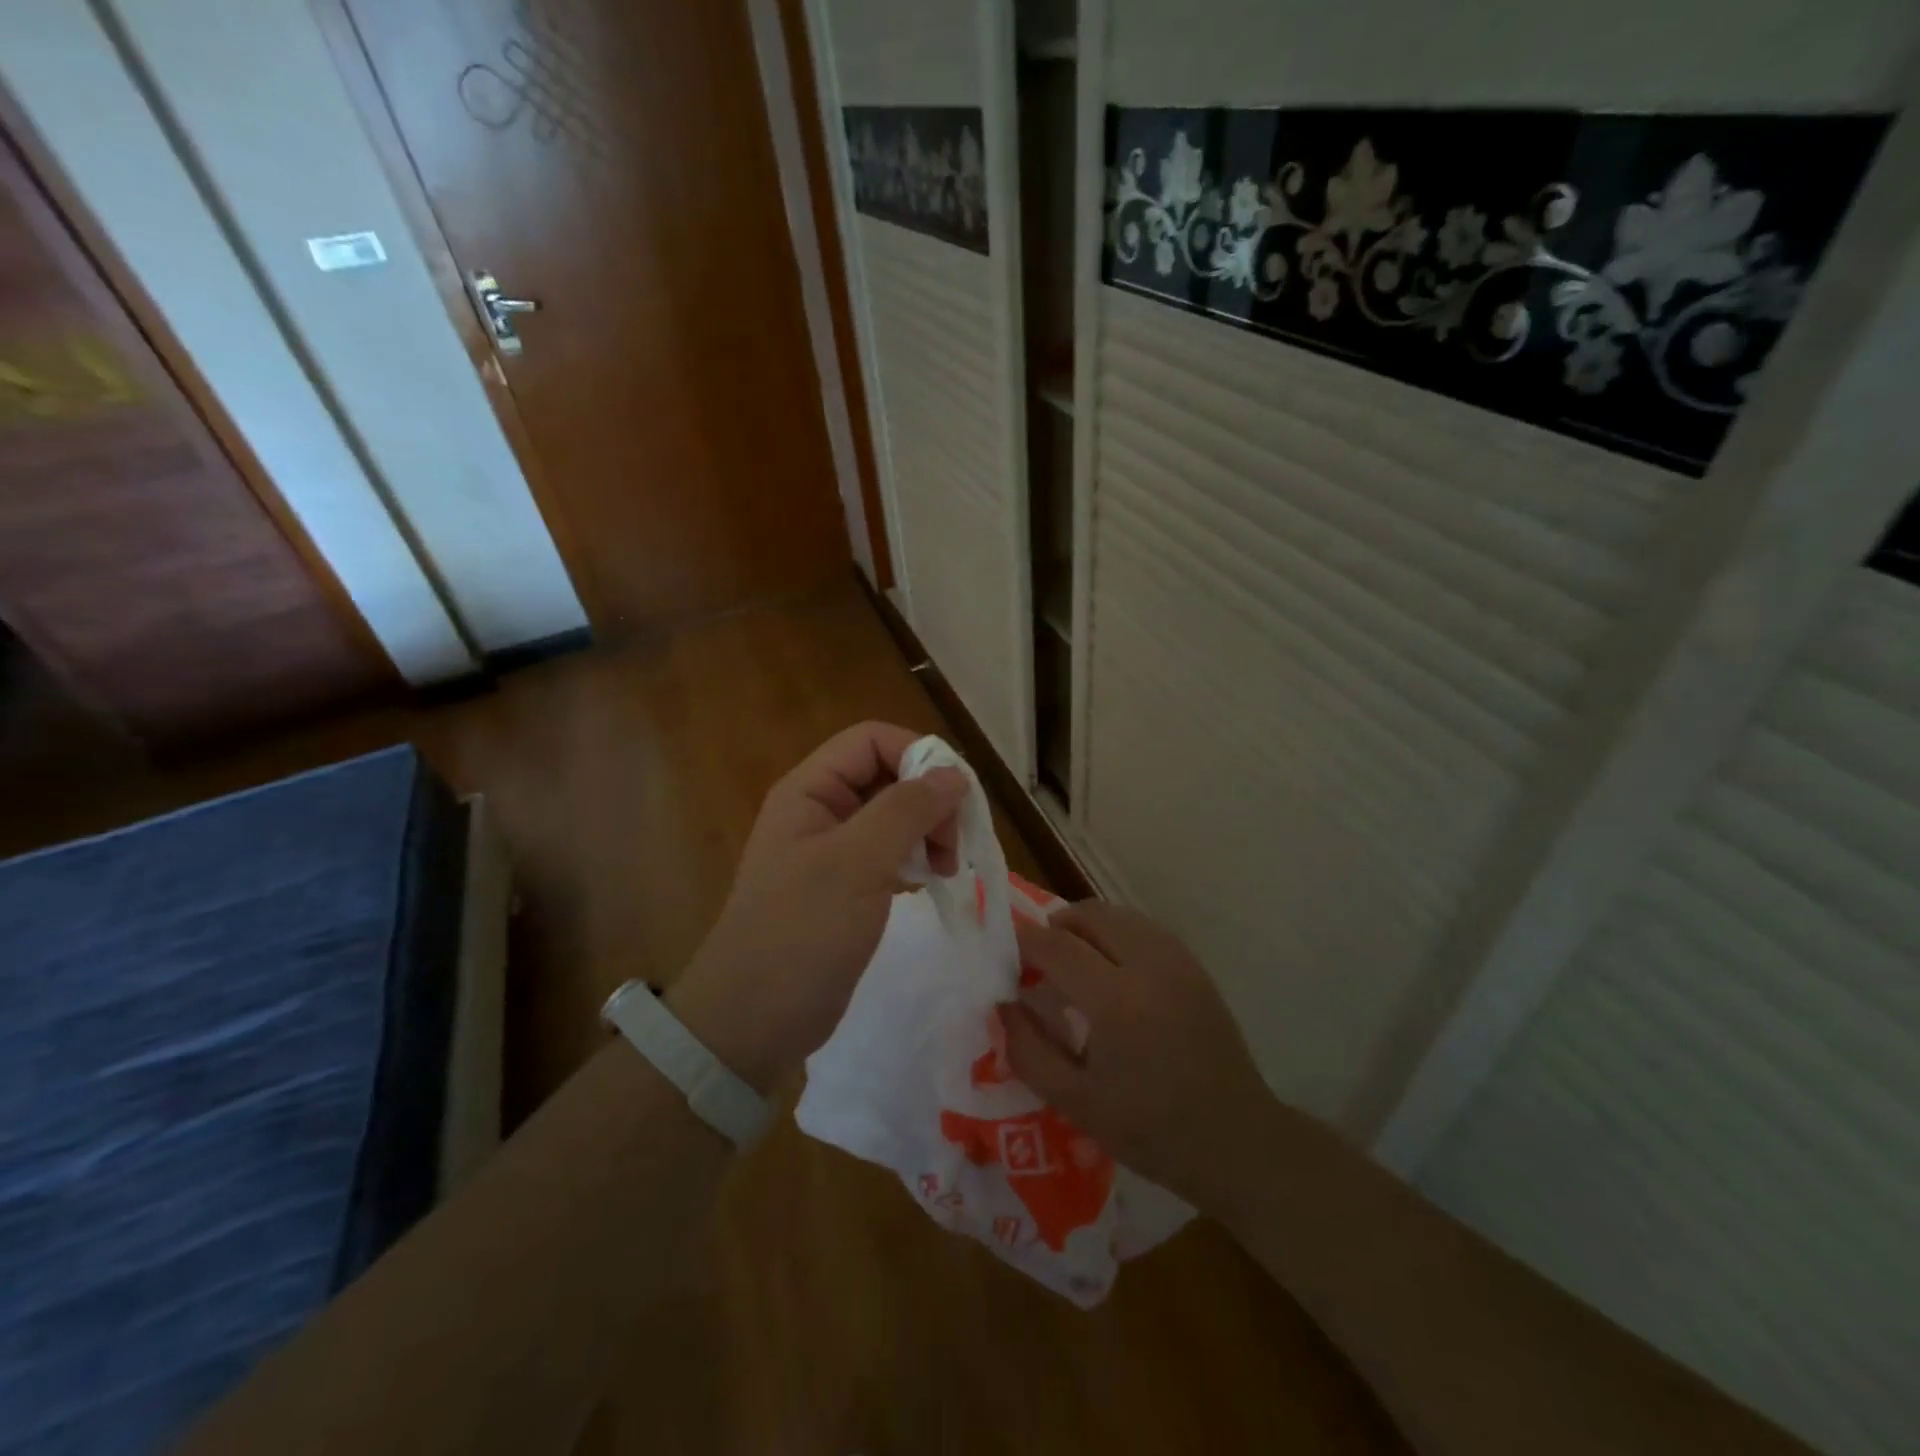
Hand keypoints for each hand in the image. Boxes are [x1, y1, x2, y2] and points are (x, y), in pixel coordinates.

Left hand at [666, 722, 965, 1093]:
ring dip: (928, 830)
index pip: (871, 740)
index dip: (917, 754)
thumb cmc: (802, 931)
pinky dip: (916, 858)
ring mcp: (832, 851)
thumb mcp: (857, 862)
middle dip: (928, 799)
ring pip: (893, 816)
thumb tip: (955, 774)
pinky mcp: (845, 887)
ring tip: (947, 867)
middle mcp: (820, 810)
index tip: (956, 796)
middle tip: (953, 843)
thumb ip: (906, 810)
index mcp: (810, 790)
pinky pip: (889, 853)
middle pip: (887, 775)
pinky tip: (930, 881)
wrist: (754, 1021)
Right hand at [1000, 902, 1276, 1209]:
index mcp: (1116, 1002)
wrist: (1236, 1141)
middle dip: (1055, 926)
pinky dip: (1116, 933)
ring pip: (1118, 915)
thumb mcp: (1075, 1103)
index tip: (1003, 948)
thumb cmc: (1151, 1130)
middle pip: (1089, 915)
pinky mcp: (1194, 966)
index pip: (1057, 946)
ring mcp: (1177, 961)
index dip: (1024, 940)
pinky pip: (1143, 928)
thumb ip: (1028, 1050)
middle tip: (1037, 957)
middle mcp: (1149, 966)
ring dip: (1086, 926)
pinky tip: (1110, 966)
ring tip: (1071, 960)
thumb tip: (1002, 1004)